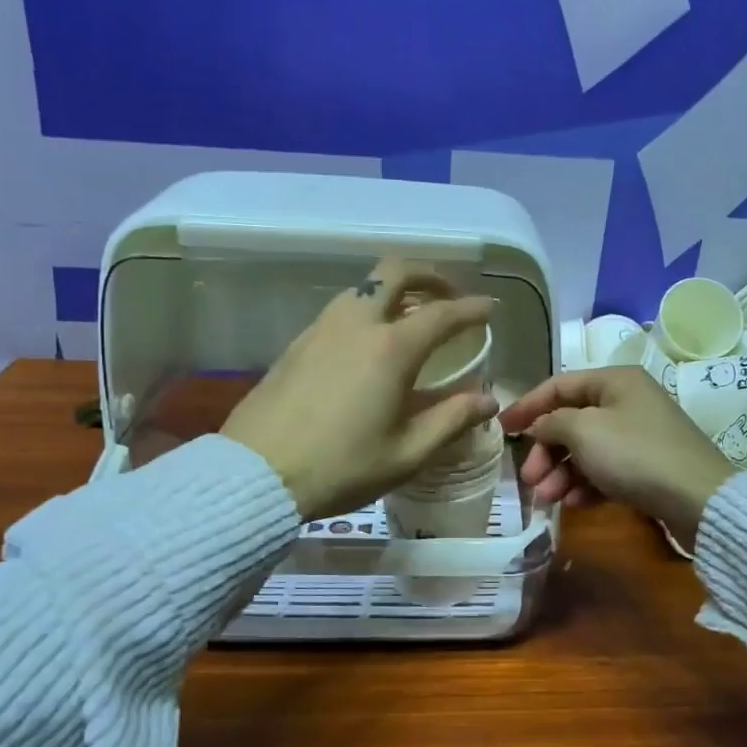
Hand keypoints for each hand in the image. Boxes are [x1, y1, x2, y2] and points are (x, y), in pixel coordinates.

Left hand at [222, 260, 498, 520]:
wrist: (257, 474)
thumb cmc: (342, 468)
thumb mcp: (407, 453)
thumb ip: (452, 420)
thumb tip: (487, 400)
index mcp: (391, 349)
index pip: (442, 314)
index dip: (471, 308)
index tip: (489, 309)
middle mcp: (357, 324)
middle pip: (396, 271)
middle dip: (429, 276)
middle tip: (447, 297)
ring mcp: (321, 329)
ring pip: (364, 286)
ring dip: (395, 290)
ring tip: (411, 319)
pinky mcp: (297, 343)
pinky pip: (342, 309)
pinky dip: (368, 309)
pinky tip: (370, 344)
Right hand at [498, 366, 732, 547]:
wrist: (698, 499)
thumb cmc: (635, 454)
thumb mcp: (584, 431)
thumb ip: (552, 422)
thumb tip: (539, 425)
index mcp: (614, 381)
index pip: (559, 385)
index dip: (527, 405)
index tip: (502, 430)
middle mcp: (627, 402)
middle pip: (571, 421)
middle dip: (546, 450)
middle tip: (529, 478)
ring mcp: (639, 436)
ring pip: (586, 450)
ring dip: (561, 472)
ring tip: (547, 497)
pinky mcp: (646, 468)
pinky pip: (605, 471)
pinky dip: (586, 485)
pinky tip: (574, 504)